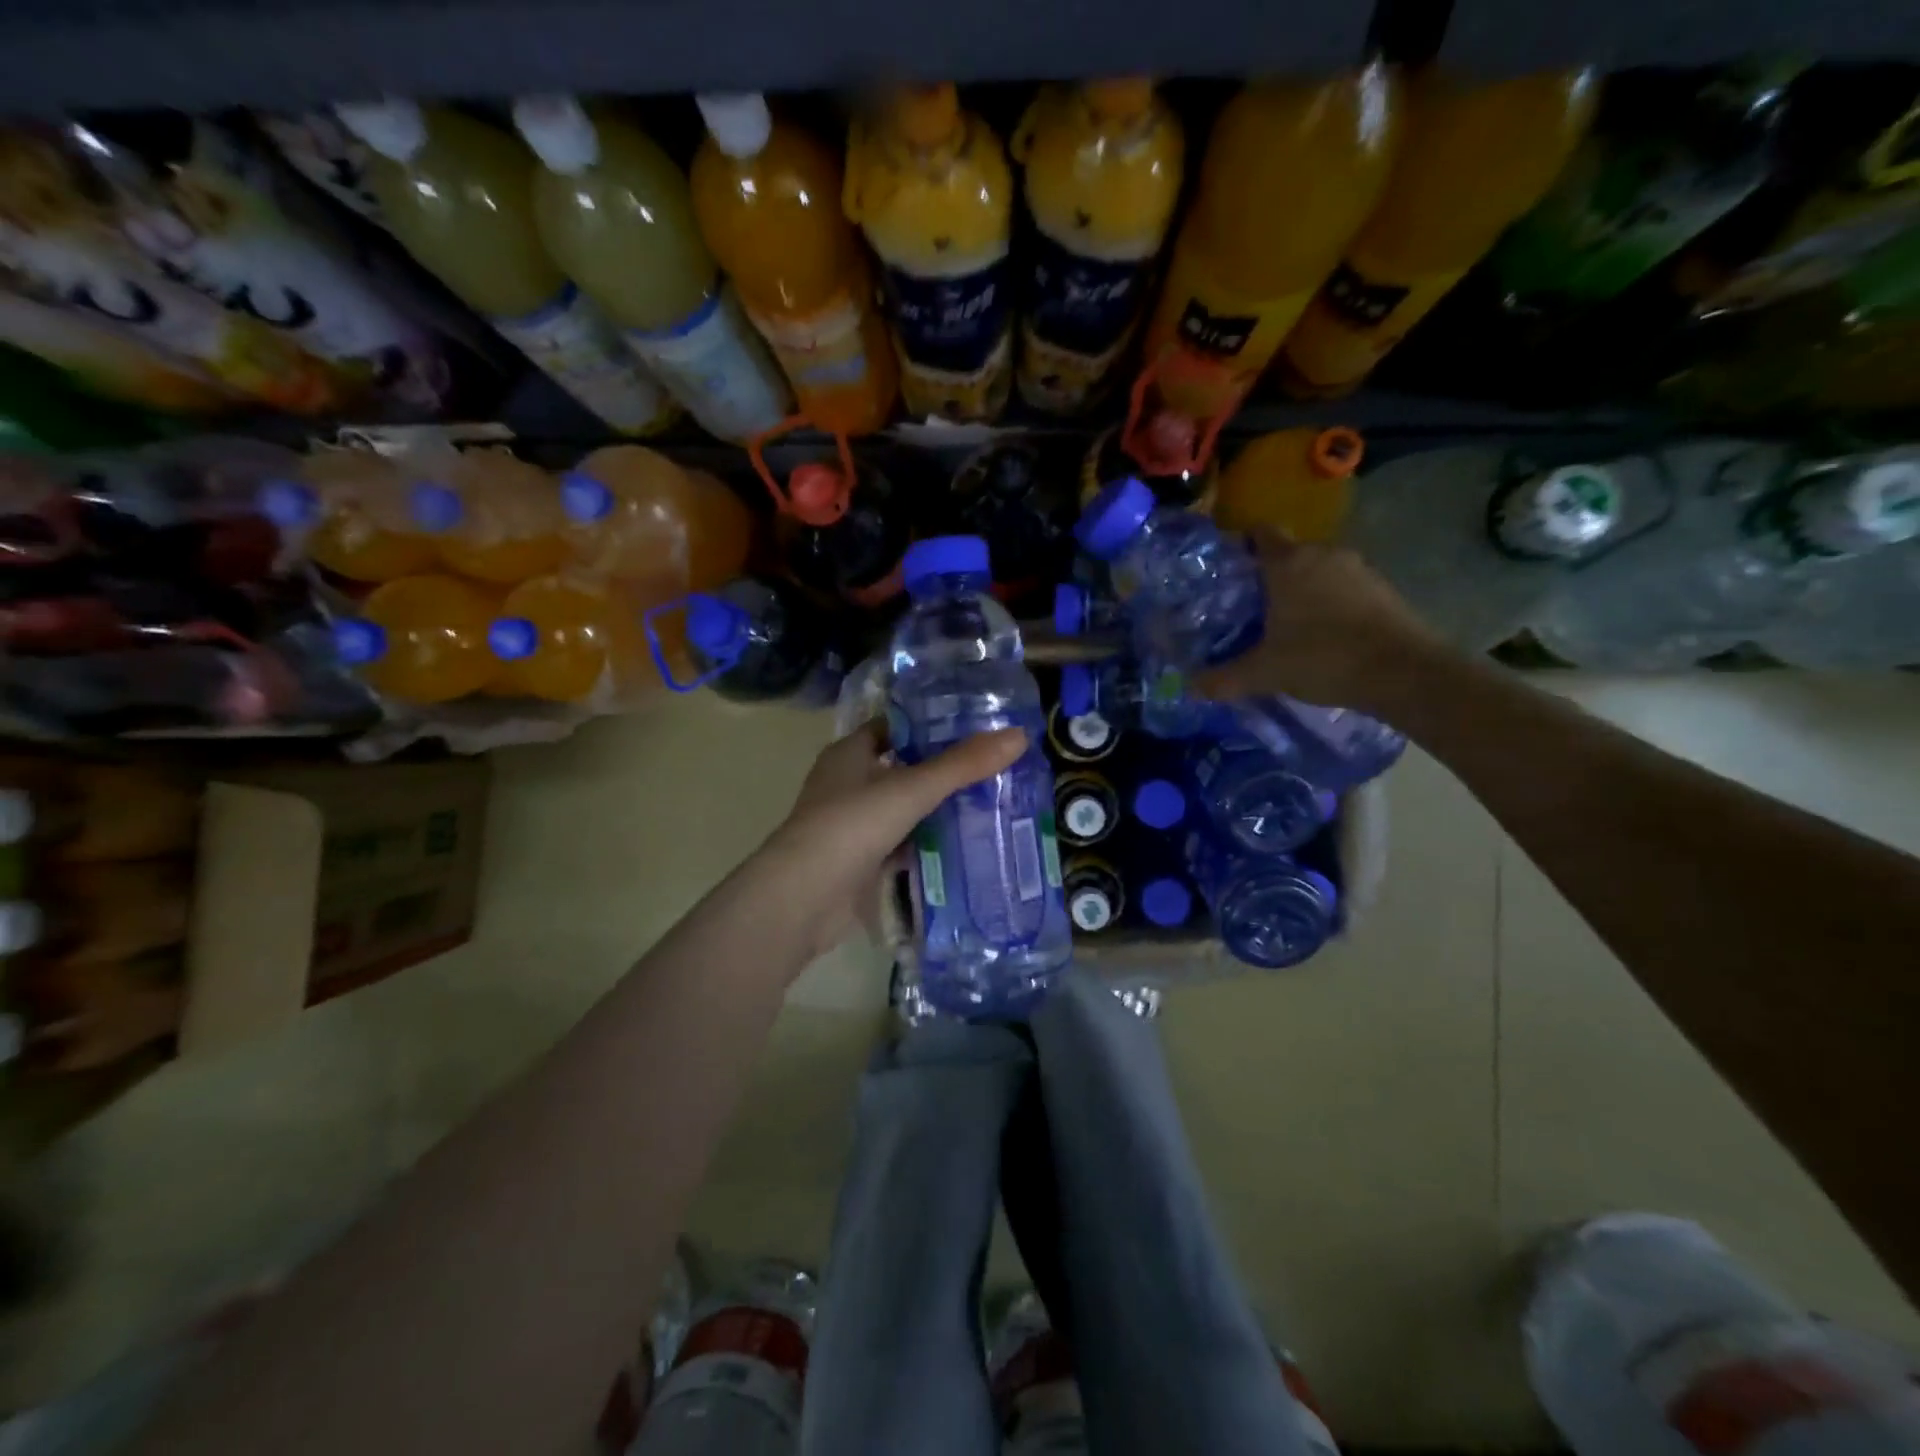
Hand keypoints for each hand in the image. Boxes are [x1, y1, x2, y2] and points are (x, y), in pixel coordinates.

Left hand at [760, 719, 1027, 960]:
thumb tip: (1018, 736)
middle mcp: (847, 784)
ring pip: (902, 811)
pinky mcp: (858, 863)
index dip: (929, 725)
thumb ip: (963, 764)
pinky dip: (926, 846)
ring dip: (936, 811)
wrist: (804, 898)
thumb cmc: (852, 825)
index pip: (893, 728)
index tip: (973, 728)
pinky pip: (900, 846)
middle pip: (902, 770)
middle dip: (942, 772)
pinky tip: (963, 848)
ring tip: (989, 806)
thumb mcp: (912, 788)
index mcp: (849, 754)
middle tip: (993, 770)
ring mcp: (851, 826)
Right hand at [1194, 527, 1444, 712]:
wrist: (1404, 672)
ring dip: (1302, 589)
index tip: (1227, 569)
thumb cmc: (1323, 658)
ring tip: (1285, 623)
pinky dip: (1329, 602)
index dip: (1241, 545)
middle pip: (1288, 553)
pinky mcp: (1383, 588)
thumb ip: (1224, 678)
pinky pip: (1344, 586)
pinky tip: (1321, 633)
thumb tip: (1190, 687)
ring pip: (1318, 570)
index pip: (1259, 533)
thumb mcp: (1264, 673)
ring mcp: (1358, 568)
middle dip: (1268, 574)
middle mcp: (1323, 554)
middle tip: (1248, 606)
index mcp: (1288, 563)